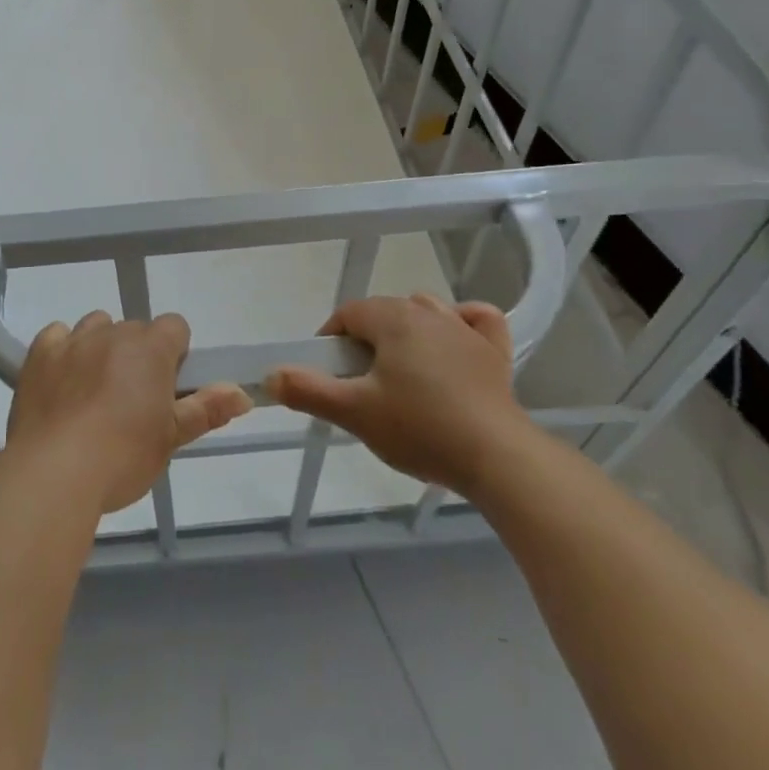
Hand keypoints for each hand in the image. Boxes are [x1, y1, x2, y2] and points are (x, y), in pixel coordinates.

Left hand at [6, 310, 253, 513]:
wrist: (55, 473)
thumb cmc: (123, 457)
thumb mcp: (171, 439)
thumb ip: (206, 409)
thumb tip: (243, 393)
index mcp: (151, 349)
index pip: (175, 326)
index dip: (174, 354)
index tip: (166, 387)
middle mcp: (114, 333)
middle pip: (134, 329)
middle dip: (137, 355)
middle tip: (131, 399)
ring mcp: (73, 340)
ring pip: (96, 326)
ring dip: (101, 347)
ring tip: (94, 390)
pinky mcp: (40, 353)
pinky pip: (57, 335)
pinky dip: (62, 351)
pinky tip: (62, 381)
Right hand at [266, 295, 532, 497]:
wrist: (497, 458)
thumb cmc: (420, 428)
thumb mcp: (354, 412)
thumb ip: (308, 390)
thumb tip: (270, 375)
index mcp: (392, 318)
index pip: (348, 314)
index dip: (331, 340)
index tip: (328, 374)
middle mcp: (428, 312)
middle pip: (384, 312)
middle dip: (365, 340)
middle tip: (360, 384)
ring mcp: (465, 330)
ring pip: (425, 311)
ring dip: (407, 330)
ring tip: (400, 370)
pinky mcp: (495, 352)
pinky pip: (476, 320)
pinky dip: (464, 323)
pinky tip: (456, 340)